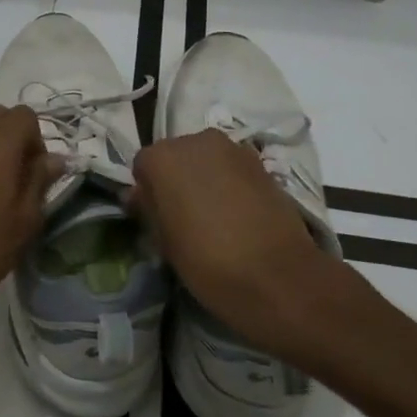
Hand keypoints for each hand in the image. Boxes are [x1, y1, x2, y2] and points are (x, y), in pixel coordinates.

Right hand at [129, 128, 330, 354]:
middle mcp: (198, 141)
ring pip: (207, 160)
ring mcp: (234, 149)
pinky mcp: (262, 165)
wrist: (275, 275)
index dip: (147, 192)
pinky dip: (229, 184)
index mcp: (163, 157)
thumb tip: (140, 196)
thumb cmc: (206, 261)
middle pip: (177, 156)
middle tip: (181, 216)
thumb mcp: (163, 241)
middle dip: (176, 179)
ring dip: (204, 180)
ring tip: (211, 217)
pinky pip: (233, 169)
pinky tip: (235, 215)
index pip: (143, 166)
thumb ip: (149, 209)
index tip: (154, 217)